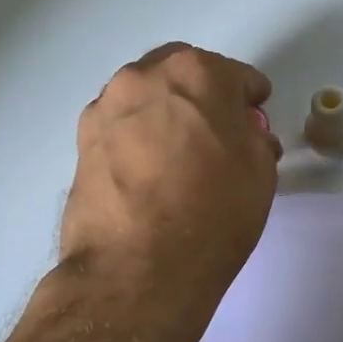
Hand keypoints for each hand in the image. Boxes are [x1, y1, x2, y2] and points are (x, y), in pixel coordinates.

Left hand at [61, 43, 280, 318]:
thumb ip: (255, 139)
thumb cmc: (213, 213)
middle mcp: (145, 77)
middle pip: (183, 74)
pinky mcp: (82, 141)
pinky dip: (139, 137)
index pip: (237, 76)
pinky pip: (122, 127)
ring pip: (147, 97)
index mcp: (197, 73)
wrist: (137, 267)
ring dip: (167, 113)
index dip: (252, 100)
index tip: (256, 120)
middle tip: (218, 132)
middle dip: (205, 95)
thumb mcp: (260, 173)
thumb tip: (244, 134)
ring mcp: (106, 107)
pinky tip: (150, 171)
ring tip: (180, 154)